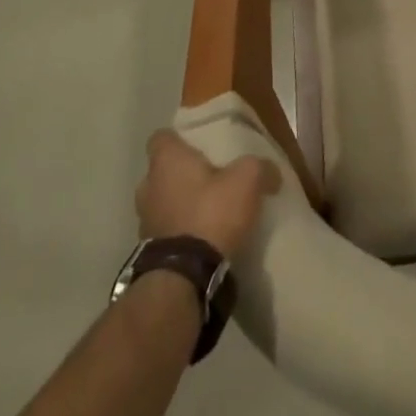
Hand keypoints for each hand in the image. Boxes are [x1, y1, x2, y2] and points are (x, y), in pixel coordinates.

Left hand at [136, 130, 279, 259]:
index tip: (198, 143)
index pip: (160, 137)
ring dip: (180, 205)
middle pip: (161, 171)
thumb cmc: (211, 213)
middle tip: (209, 177)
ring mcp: (145, 222)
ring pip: (162, 202)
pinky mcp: (149, 253)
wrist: (184, 278)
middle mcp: (148, 187)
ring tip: (208, 210)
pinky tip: (204, 237)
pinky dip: (181, 231)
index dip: (178, 138)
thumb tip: (271, 172)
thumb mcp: (247, 180)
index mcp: (167, 161)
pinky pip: (166, 231)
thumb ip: (260, 167)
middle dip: (181, 174)